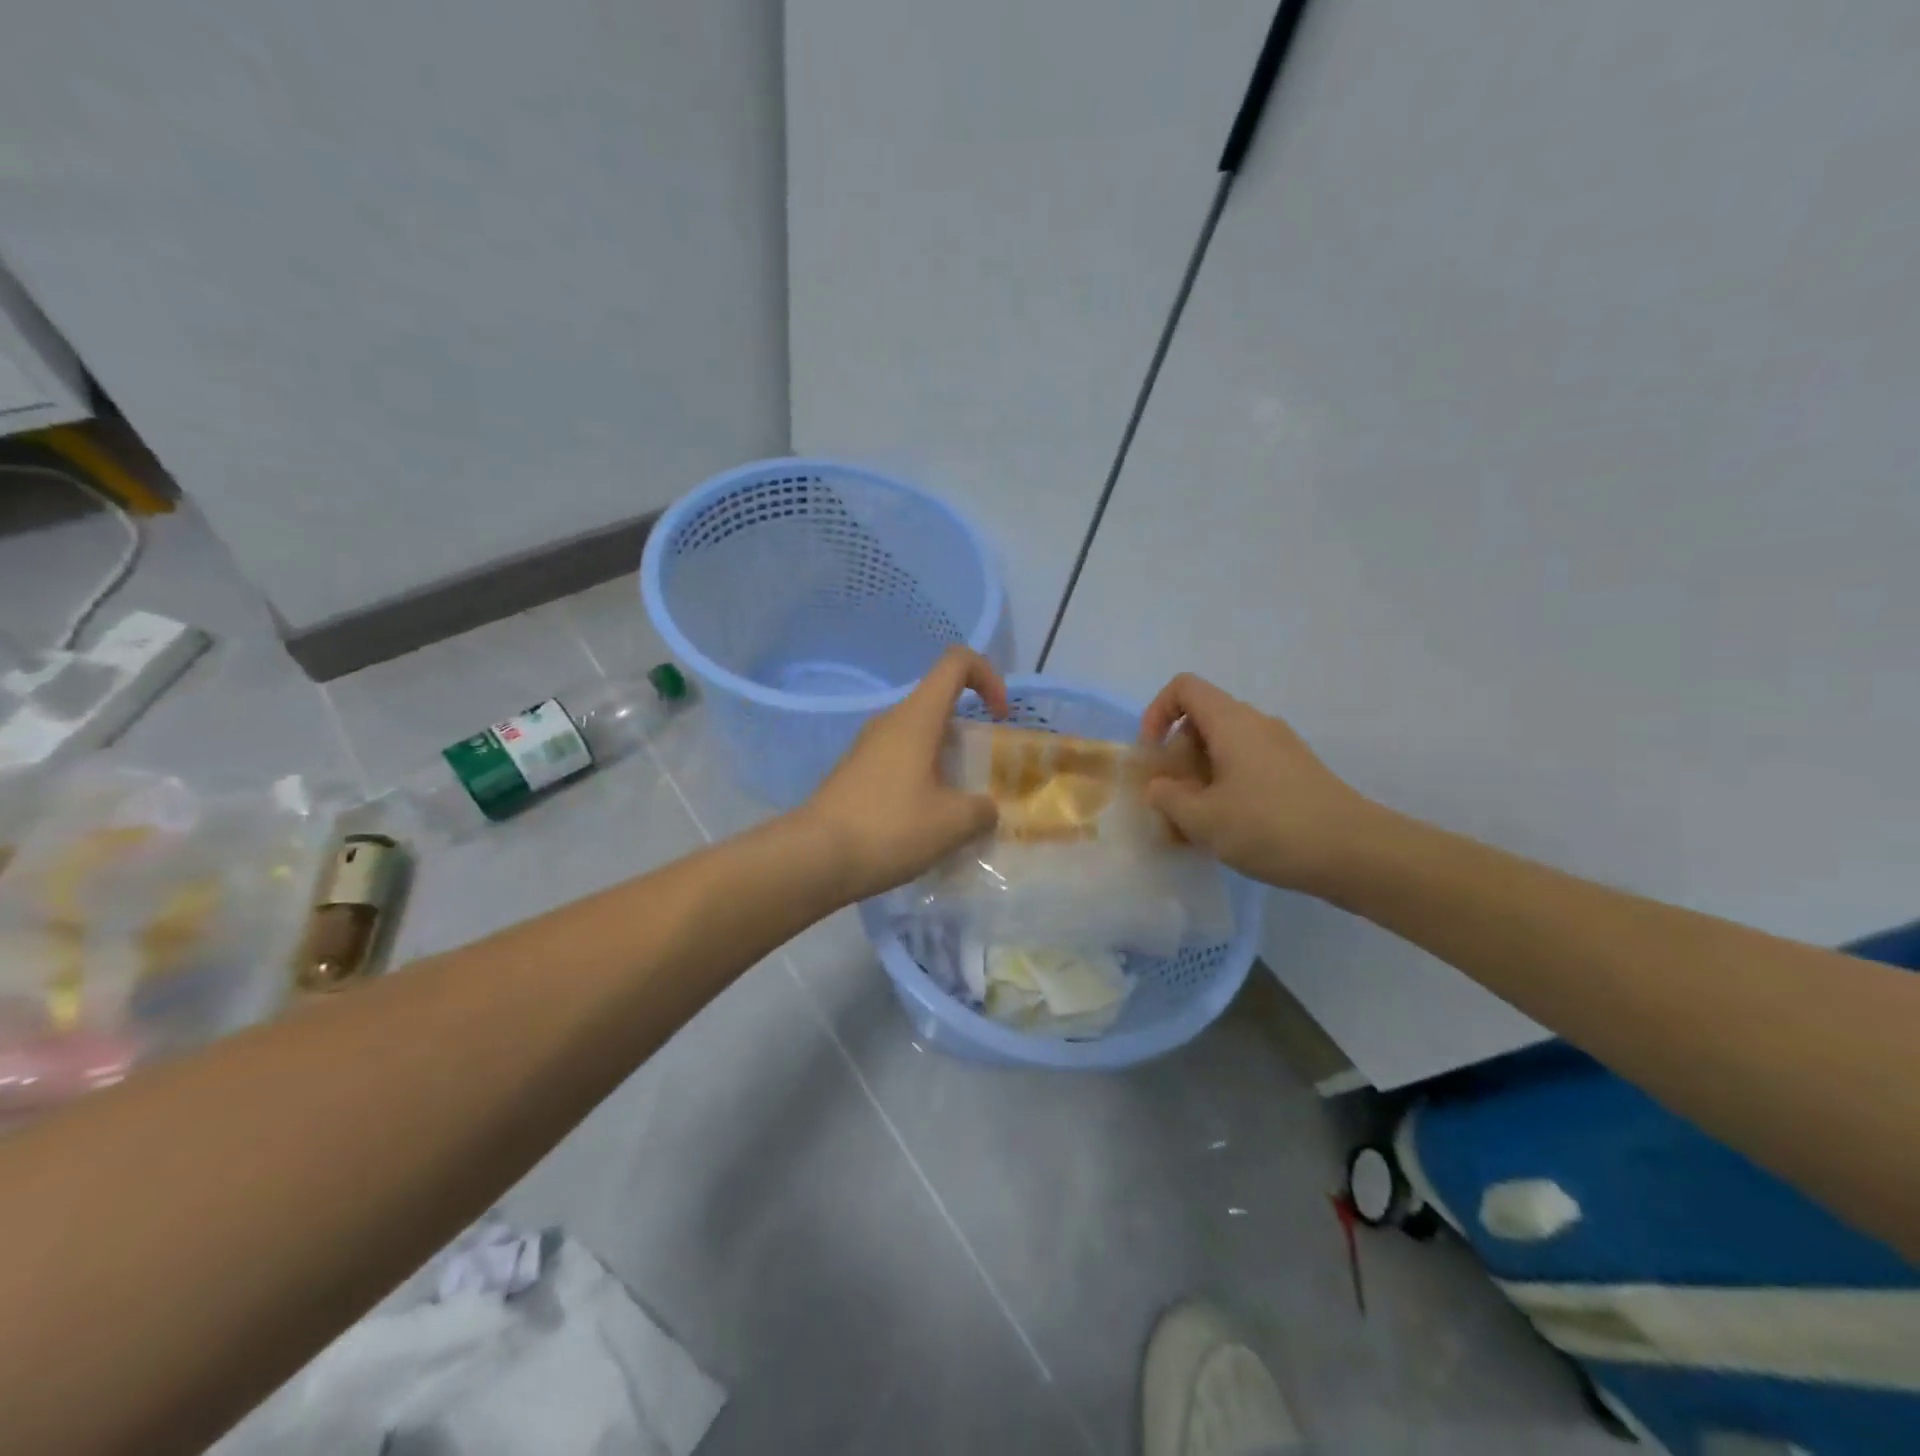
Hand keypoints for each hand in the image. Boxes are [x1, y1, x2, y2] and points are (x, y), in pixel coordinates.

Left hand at [801, 648, 1007, 902]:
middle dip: (970, 734)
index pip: (957, 663)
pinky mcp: (854, 775)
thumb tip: (986, 809)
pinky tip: (926, 824)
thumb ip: (982, 810)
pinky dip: (922, 781)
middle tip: (984, 776)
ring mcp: (867, 749)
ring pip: (919, 738)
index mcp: (917, 717)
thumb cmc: (889, 828)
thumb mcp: (953, 823)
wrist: (813, 859)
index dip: (988, 677)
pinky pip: (899, 763)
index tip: (1000, 718)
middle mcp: (890, 723)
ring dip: (946, 763)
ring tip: (959, 808)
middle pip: (939, 705)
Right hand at [1138, 674, 1379, 892]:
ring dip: (1200, 778)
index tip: (1153, 754)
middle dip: (1177, 757)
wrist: (1356, 853)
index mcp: (1231, 722)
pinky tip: (1228, 830)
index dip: (1157, 712)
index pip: (1184, 688)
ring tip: (1195, 824)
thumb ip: (1168, 797)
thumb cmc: (1270, 826)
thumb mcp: (1203, 818)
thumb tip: (1159, 786)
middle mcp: (1257, 724)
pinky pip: (1248, 768)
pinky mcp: (1297, 774)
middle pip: (1202, 722)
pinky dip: (1227, 789)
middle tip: (1171, 801)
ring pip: (1225, 749)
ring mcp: (1281, 749)